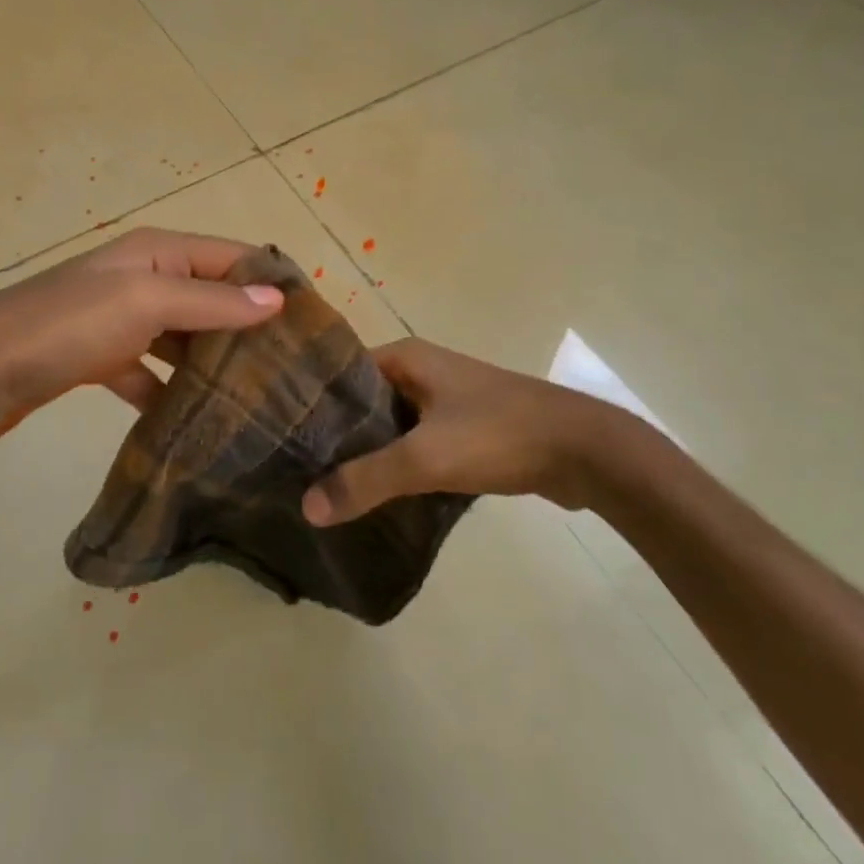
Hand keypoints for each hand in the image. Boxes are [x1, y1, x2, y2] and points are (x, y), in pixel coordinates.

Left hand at [0, 227, 283, 440]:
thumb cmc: (66, 326)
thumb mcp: (145, 303)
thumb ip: (210, 302)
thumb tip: (277, 299)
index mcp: (156, 252)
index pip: (231, 257)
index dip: (271, 281)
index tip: (313, 322)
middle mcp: (141, 277)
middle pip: (209, 297)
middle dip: (247, 326)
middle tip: (291, 369)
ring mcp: (119, 318)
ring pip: (182, 336)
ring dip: (211, 361)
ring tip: (255, 397)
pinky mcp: (99, 358)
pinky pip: (148, 371)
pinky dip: (168, 391)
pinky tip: (191, 420)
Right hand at [301, 338, 617, 524]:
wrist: (585, 451)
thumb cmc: (498, 435)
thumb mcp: (425, 457)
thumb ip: (364, 481)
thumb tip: (307, 507)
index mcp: (404, 357)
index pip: (338, 374)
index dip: (309, 404)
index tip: (278, 437)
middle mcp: (420, 371)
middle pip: (361, 403)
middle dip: (334, 436)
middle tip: (294, 471)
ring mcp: (444, 399)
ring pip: (389, 426)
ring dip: (366, 454)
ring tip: (325, 488)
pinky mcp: (464, 429)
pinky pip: (416, 444)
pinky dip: (397, 466)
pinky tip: (377, 497)